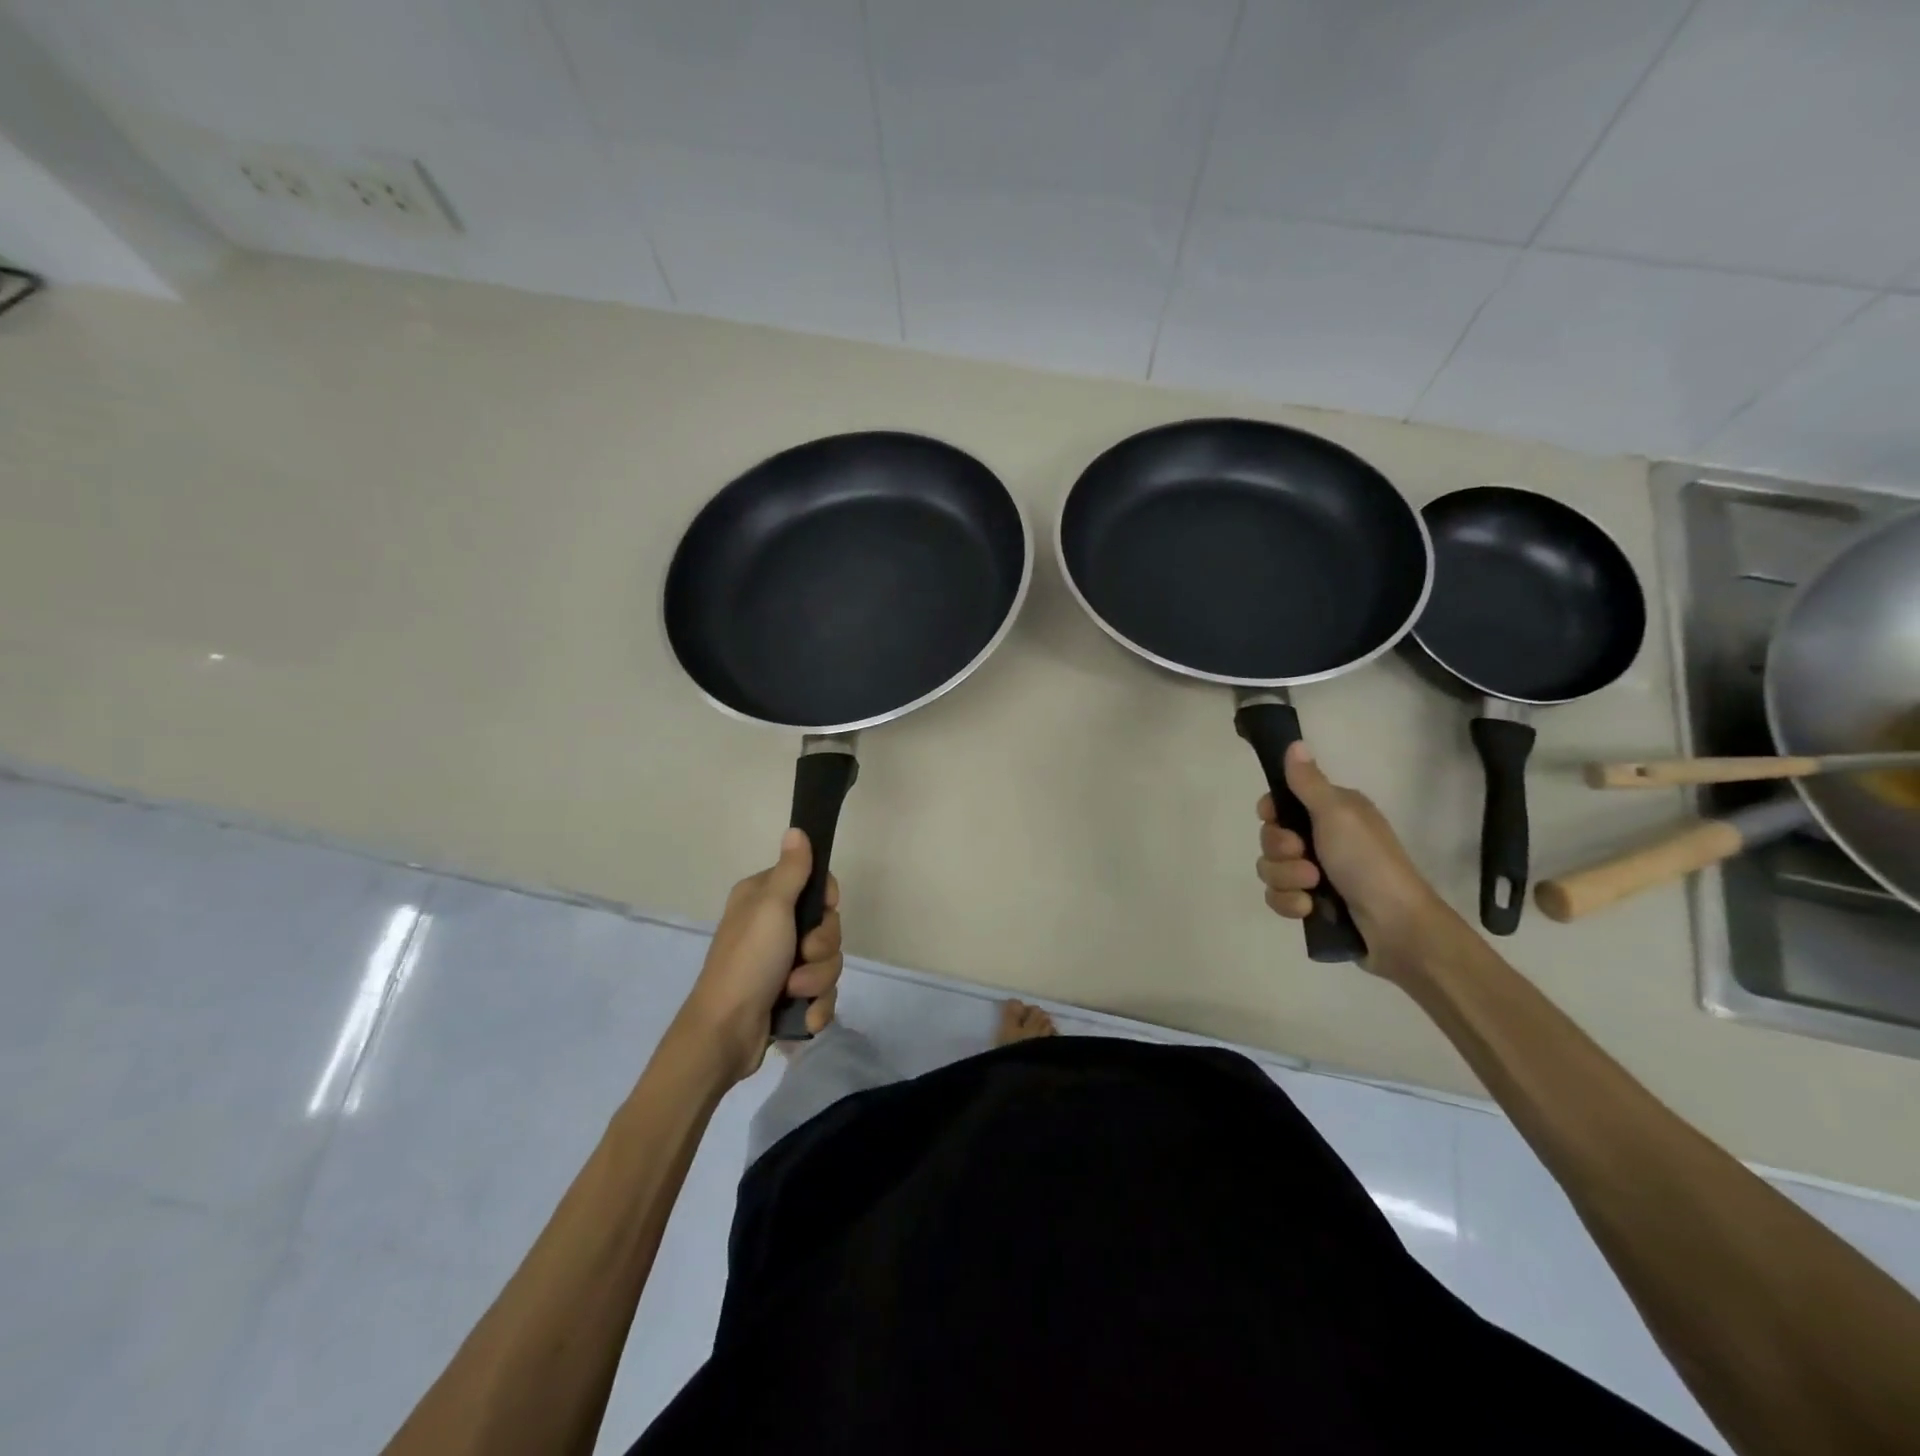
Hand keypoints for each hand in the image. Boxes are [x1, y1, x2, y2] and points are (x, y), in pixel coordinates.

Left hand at [677, 829, 843, 1082]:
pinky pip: (823, 993)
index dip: (827, 901)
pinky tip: (802, 1015)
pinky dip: (816, 1005)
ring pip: (829, 962)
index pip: (816, 885)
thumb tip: (797, 829)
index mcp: (765, 899)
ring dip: (817, 980)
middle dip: (822, 948)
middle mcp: (774, 927)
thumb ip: (791, 870)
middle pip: (828, 927)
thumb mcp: (771, 908)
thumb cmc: (748, 961)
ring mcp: (782, 964)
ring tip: (793, 991)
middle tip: (801, 955)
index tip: (824, 911)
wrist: (726, 1033)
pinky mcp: (790, 996)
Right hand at [1257, 740, 1454, 979]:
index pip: (1280, 802)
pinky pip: (1278, 897)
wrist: (1396, 926)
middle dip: (1280, 850)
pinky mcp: (1312, 904)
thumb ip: (1308, 782)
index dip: (1271, 812)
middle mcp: (1322, 838)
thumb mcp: (1337, 814)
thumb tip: (1294, 743)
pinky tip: (1309, 908)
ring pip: (1270, 869)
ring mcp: (1316, 873)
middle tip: (1305, 856)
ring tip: (1312, 888)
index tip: (1275, 817)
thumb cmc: (1368, 862)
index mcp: (1331, 812)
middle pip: (1270, 837)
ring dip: (1286, 879)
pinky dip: (1290, 903)